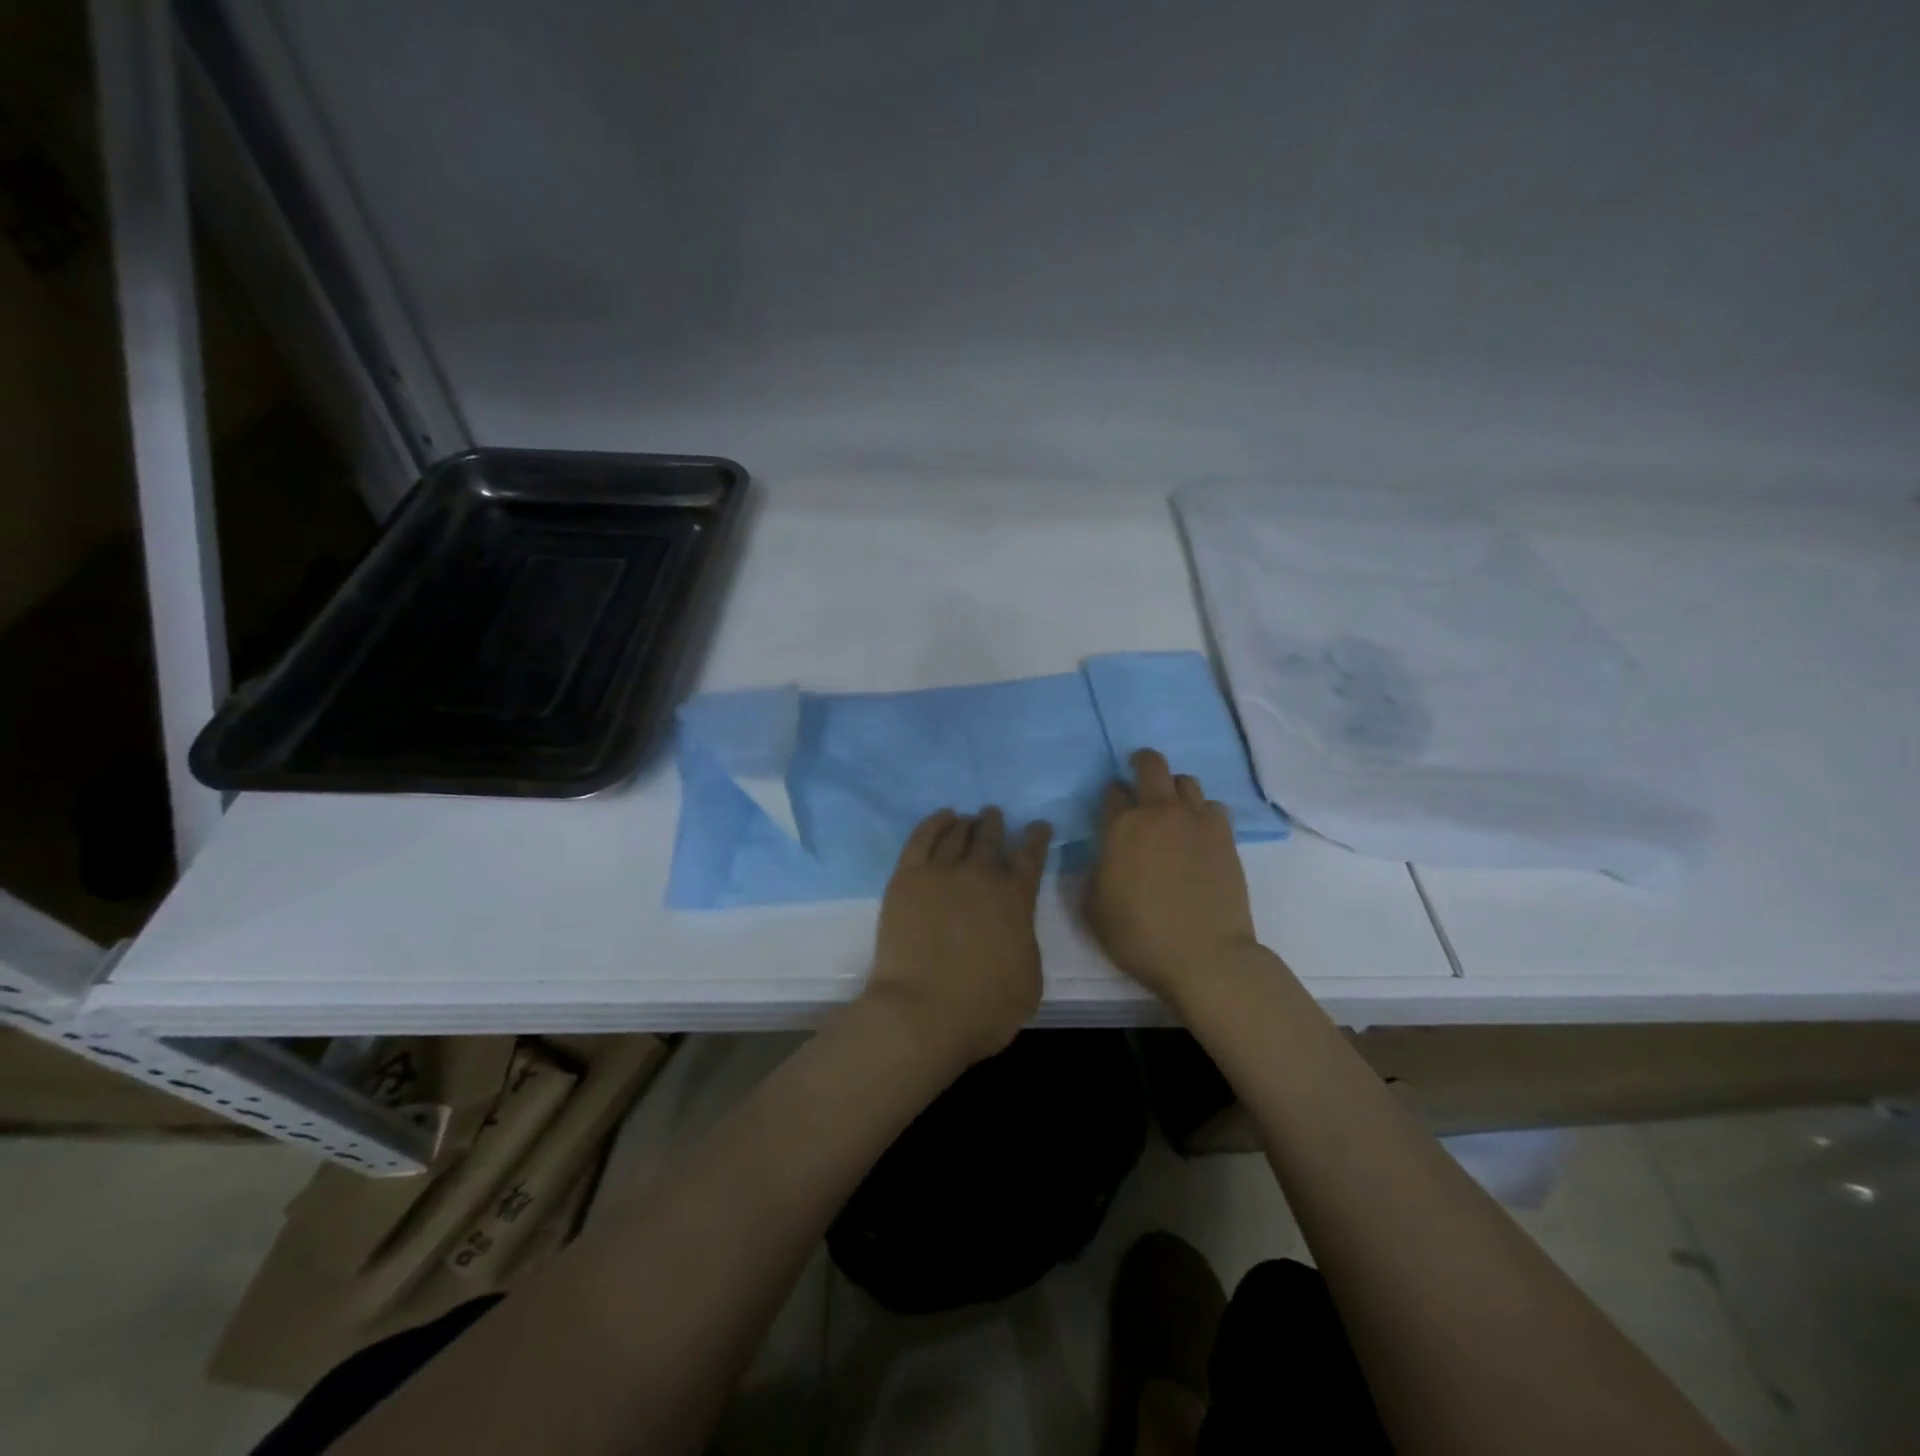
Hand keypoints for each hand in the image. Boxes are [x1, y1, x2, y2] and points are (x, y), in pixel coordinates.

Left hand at [866, 807, 1053, 1065]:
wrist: (922, 1013)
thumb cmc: (984, 1008)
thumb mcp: (1029, 979)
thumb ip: (1024, 941)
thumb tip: (1013, 927)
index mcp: (1016, 898)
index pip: (1031, 856)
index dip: (1037, 837)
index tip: (1038, 825)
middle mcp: (981, 875)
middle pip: (990, 837)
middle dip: (995, 824)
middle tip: (993, 815)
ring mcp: (940, 872)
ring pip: (956, 834)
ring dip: (966, 824)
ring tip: (968, 819)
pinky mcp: (906, 878)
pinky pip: (921, 838)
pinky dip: (934, 823)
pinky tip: (942, 818)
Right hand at [1087, 749, 1257, 1003]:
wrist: (1205, 956)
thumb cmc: (1139, 936)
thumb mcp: (1094, 908)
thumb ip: (1095, 872)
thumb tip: (1104, 857)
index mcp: (1121, 827)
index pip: (1112, 791)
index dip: (1110, 795)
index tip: (1111, 807)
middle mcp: (1158, 812)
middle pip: (1151, 765)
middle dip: (1141, 763)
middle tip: (1138, 776)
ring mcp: (1196, 821)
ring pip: (1186, 781)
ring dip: (1174, 788)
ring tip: (1171, 809)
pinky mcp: (1225, 836)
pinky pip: (1213, 806)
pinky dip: (1202, 811)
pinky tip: (1198, 832)